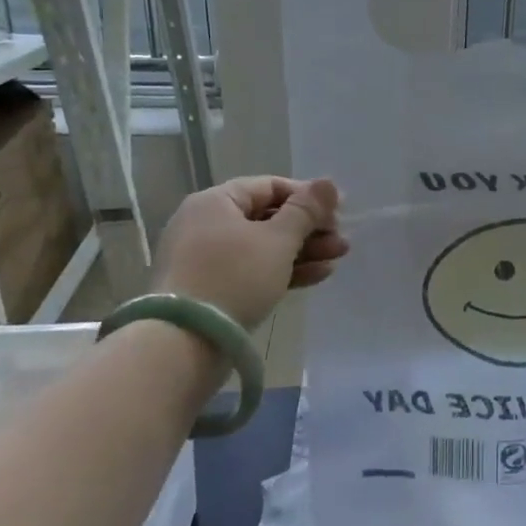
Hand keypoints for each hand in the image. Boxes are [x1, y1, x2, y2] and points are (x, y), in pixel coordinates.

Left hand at [150, 176, 347, 330]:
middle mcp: (206, 224)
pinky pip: (252, 270)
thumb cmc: (233, 277)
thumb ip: (306, 210)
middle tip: (341, 241)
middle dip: (309, 229)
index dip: (308, 196)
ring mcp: (206, 258)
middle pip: (268, 217)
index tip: (339, 211)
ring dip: (303, 250)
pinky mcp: (211, 289)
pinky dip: (283, 270)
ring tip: (338, 258)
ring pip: (263, 246)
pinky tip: (317, 275)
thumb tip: (329, 182)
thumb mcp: (278, 240)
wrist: (183, 342)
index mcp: (216, 202)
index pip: (270, 186)